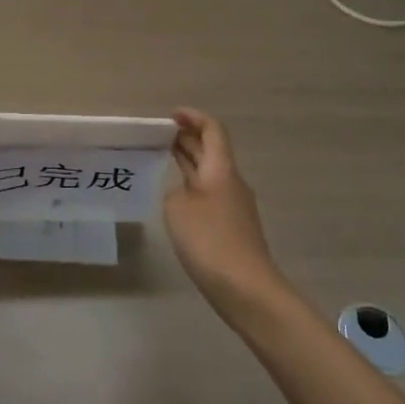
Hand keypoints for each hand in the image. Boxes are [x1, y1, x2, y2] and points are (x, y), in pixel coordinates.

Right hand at [165, 109, 288, 314]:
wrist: (245, 287)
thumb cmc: (209, 240)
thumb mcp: (178, 208)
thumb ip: (175, 191)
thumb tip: (184, 192)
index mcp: (221, 169)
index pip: (212, 130)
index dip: (193, 118)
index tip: (171, 115)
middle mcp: (231, 182)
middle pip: (212, 150)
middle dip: (188, 138)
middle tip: (159, 135)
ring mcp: (235, 205)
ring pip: (210, 173)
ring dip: (189, 162)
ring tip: (163, 160)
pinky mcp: (232, 227)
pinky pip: (210, 194)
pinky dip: (193, 186)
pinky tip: (176, 198)